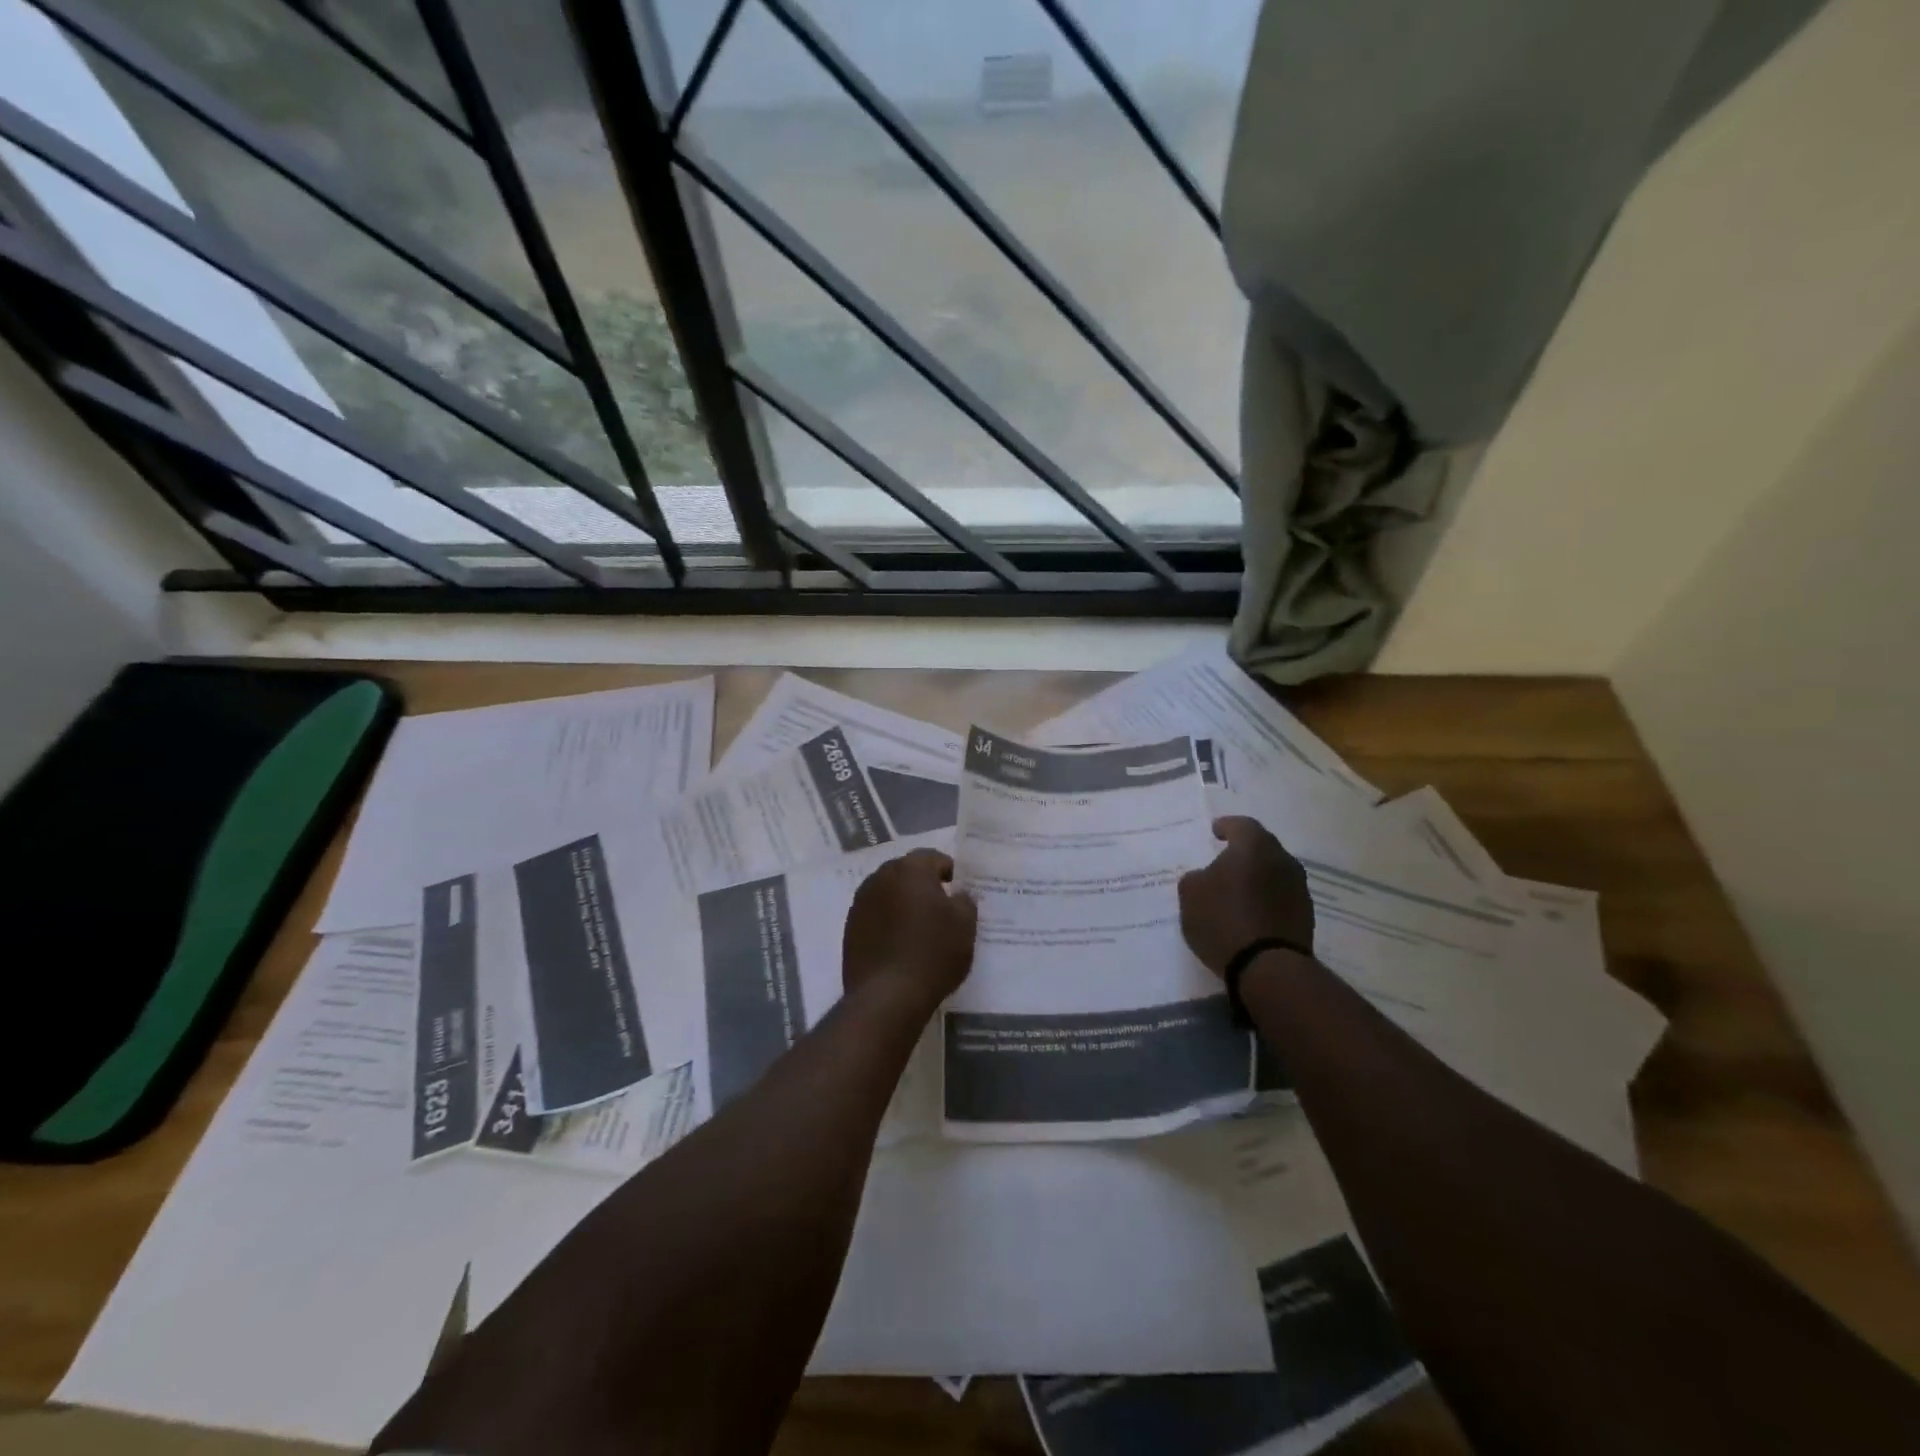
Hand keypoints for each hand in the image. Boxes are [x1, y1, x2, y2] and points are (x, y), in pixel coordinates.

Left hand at [843, 848, 976, 1008]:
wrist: (887, 996)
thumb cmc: (933, 953)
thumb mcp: (965, 926)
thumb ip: (965, 901)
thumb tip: (958, 895)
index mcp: (910, 870)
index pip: (932, 857)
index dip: (949, 870)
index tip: (959, 888)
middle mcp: (880, 877)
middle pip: (906, 872)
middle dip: (922, 884)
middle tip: (940, 906)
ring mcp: (860, 903)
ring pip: (887, 892)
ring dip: (902, 902)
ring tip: (918, 926)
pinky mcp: (849, 928)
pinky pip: (874, 915)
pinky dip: (887, 921)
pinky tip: (899, 943)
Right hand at [1178, 816, 1314, 976]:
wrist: (1267, 967)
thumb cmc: (1223, 920)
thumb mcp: (1190, 894)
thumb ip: (1196, 877)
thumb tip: (1206, 877)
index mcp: (1254, 846)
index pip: (1241, 825)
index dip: (1226, 826)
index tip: (1215, 832)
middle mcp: (1282, 860)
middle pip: (1261, 848)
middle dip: (1243, 853)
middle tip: (1224, 862)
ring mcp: (1299, 889)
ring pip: (1273, 873)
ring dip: (1257, 878)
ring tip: (1237, 892)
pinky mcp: (1305, 916)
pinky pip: (1280, 898)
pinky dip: (1266, 900)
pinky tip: (1251, 914)